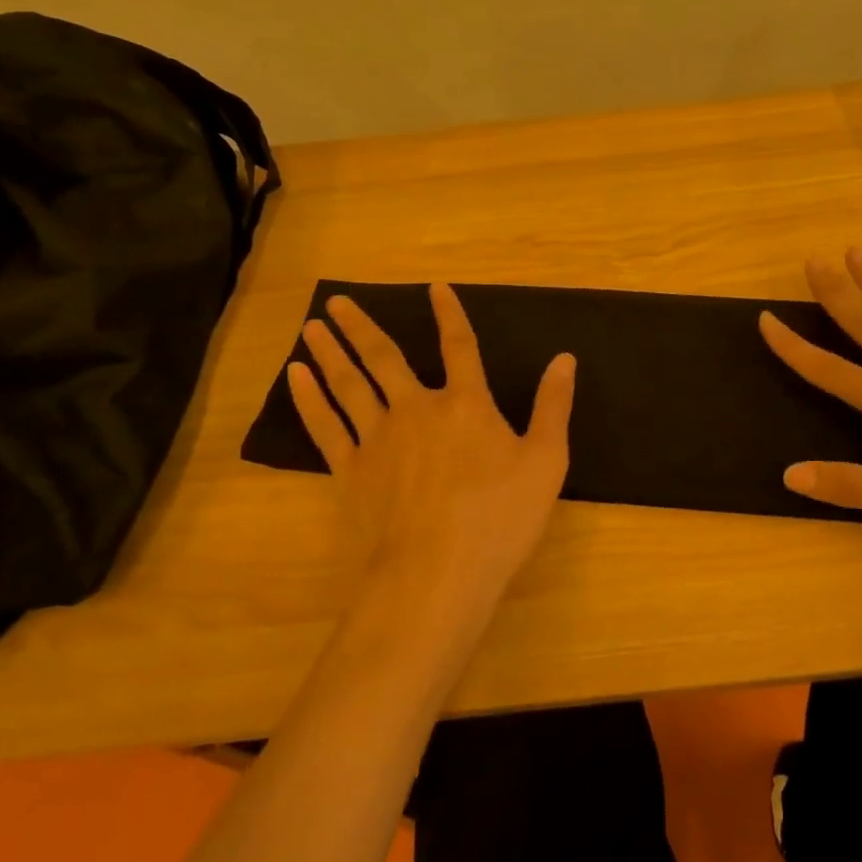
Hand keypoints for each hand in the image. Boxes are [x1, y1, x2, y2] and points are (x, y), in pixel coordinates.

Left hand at [288, 284, 575, 627]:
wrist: (437, 573)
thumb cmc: (500, 518)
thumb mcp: (545, 461)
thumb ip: (553, 406)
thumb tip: (565, 358)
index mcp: (467, 404)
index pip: (460, 346)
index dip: (450, 314)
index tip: (435, 288)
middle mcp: (417, 409)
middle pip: (385, 357)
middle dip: (360, 326)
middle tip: (335, 301)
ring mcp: (379, 438)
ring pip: (349, 384)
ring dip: (330, 353)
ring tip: (311, 327)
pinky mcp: (351, 470)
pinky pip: (325, 425)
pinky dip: (308, 399)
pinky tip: (296, 377)